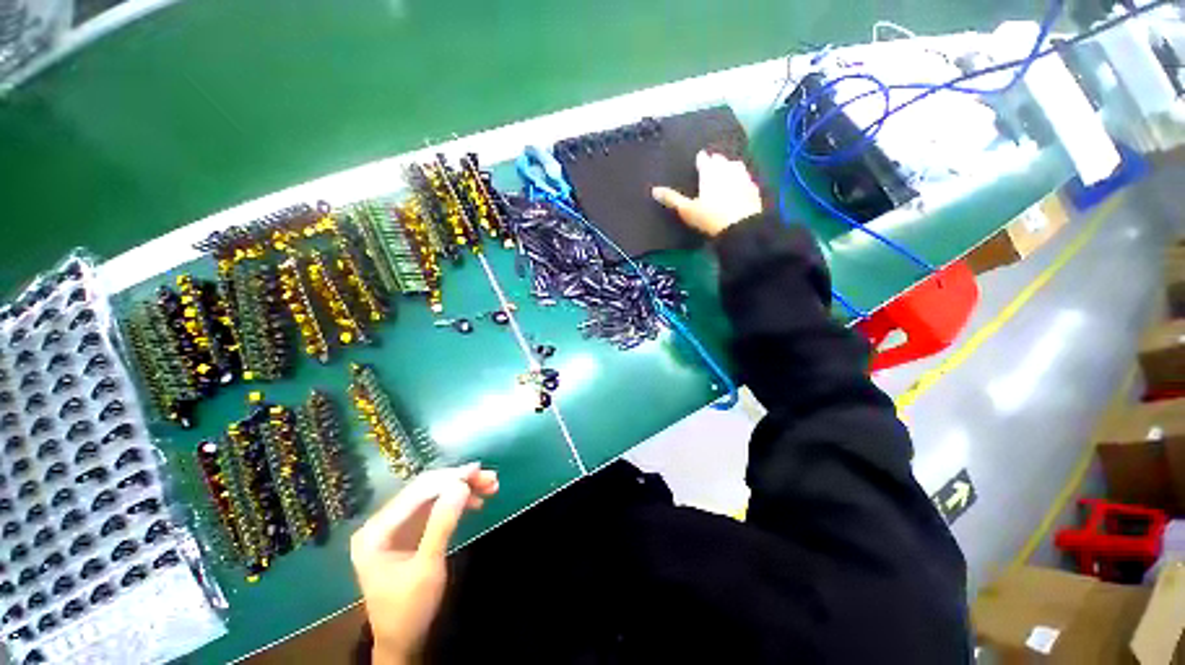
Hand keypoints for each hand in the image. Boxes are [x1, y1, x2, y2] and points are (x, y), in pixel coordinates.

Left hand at [350, 463, 498, 664]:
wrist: (403, 641)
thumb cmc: (409, 608)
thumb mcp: (428, 567)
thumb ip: (442, 524)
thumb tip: (461, 485)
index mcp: (376, 531)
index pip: (417, 492)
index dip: (449, 478)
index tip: (478, 471)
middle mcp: (383, 522)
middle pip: (426, 490)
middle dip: (459, 481)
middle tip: (490, 478)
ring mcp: (396, 526)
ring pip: (433, 495)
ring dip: (461, 489)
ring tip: (490, 486)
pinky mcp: (409, 531)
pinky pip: (434, 507)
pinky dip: (456, 502)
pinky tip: (475, 501)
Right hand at [652, 151, 762, 236]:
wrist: (741, 227)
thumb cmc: (709, 217)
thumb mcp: (687, 210)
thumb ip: (671, 198)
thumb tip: (654, 190)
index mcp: (710, 171)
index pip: (703, 158)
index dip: (699, 160)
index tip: (697, 162)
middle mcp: (727, 168)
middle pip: (720, 159)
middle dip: (715, 161)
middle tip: (710, 168)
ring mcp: (743, 176)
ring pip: (735, 165)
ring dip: (729, 167)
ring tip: (724, 174)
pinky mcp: (753, 187)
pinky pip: (745, 178)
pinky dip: (740, 180)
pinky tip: (738, 187)